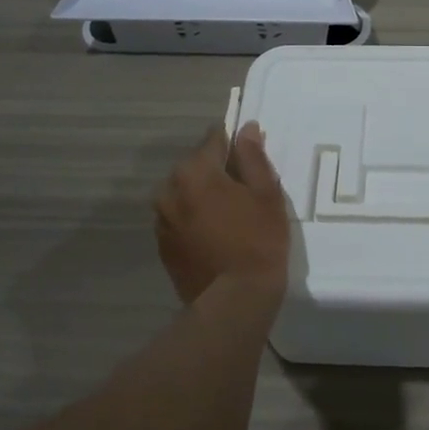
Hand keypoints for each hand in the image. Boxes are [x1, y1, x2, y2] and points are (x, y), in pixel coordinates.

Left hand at [154, 121, 291, 304]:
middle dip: (217, 171)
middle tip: (245, 190)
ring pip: (185, 193)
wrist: (233, 300)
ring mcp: (162, 219)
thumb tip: (246, 129)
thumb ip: (253, 157)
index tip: (249, 155)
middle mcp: (169, 189)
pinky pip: (180, 217)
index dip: (234, 144)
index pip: (213, 140)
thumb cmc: (258, 241)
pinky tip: (216, 234)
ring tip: (230, 214)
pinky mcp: (162, 245)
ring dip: (203, 195)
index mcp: (194, 171)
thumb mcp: (266, 194)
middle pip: (196, 166)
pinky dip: (195, 218)